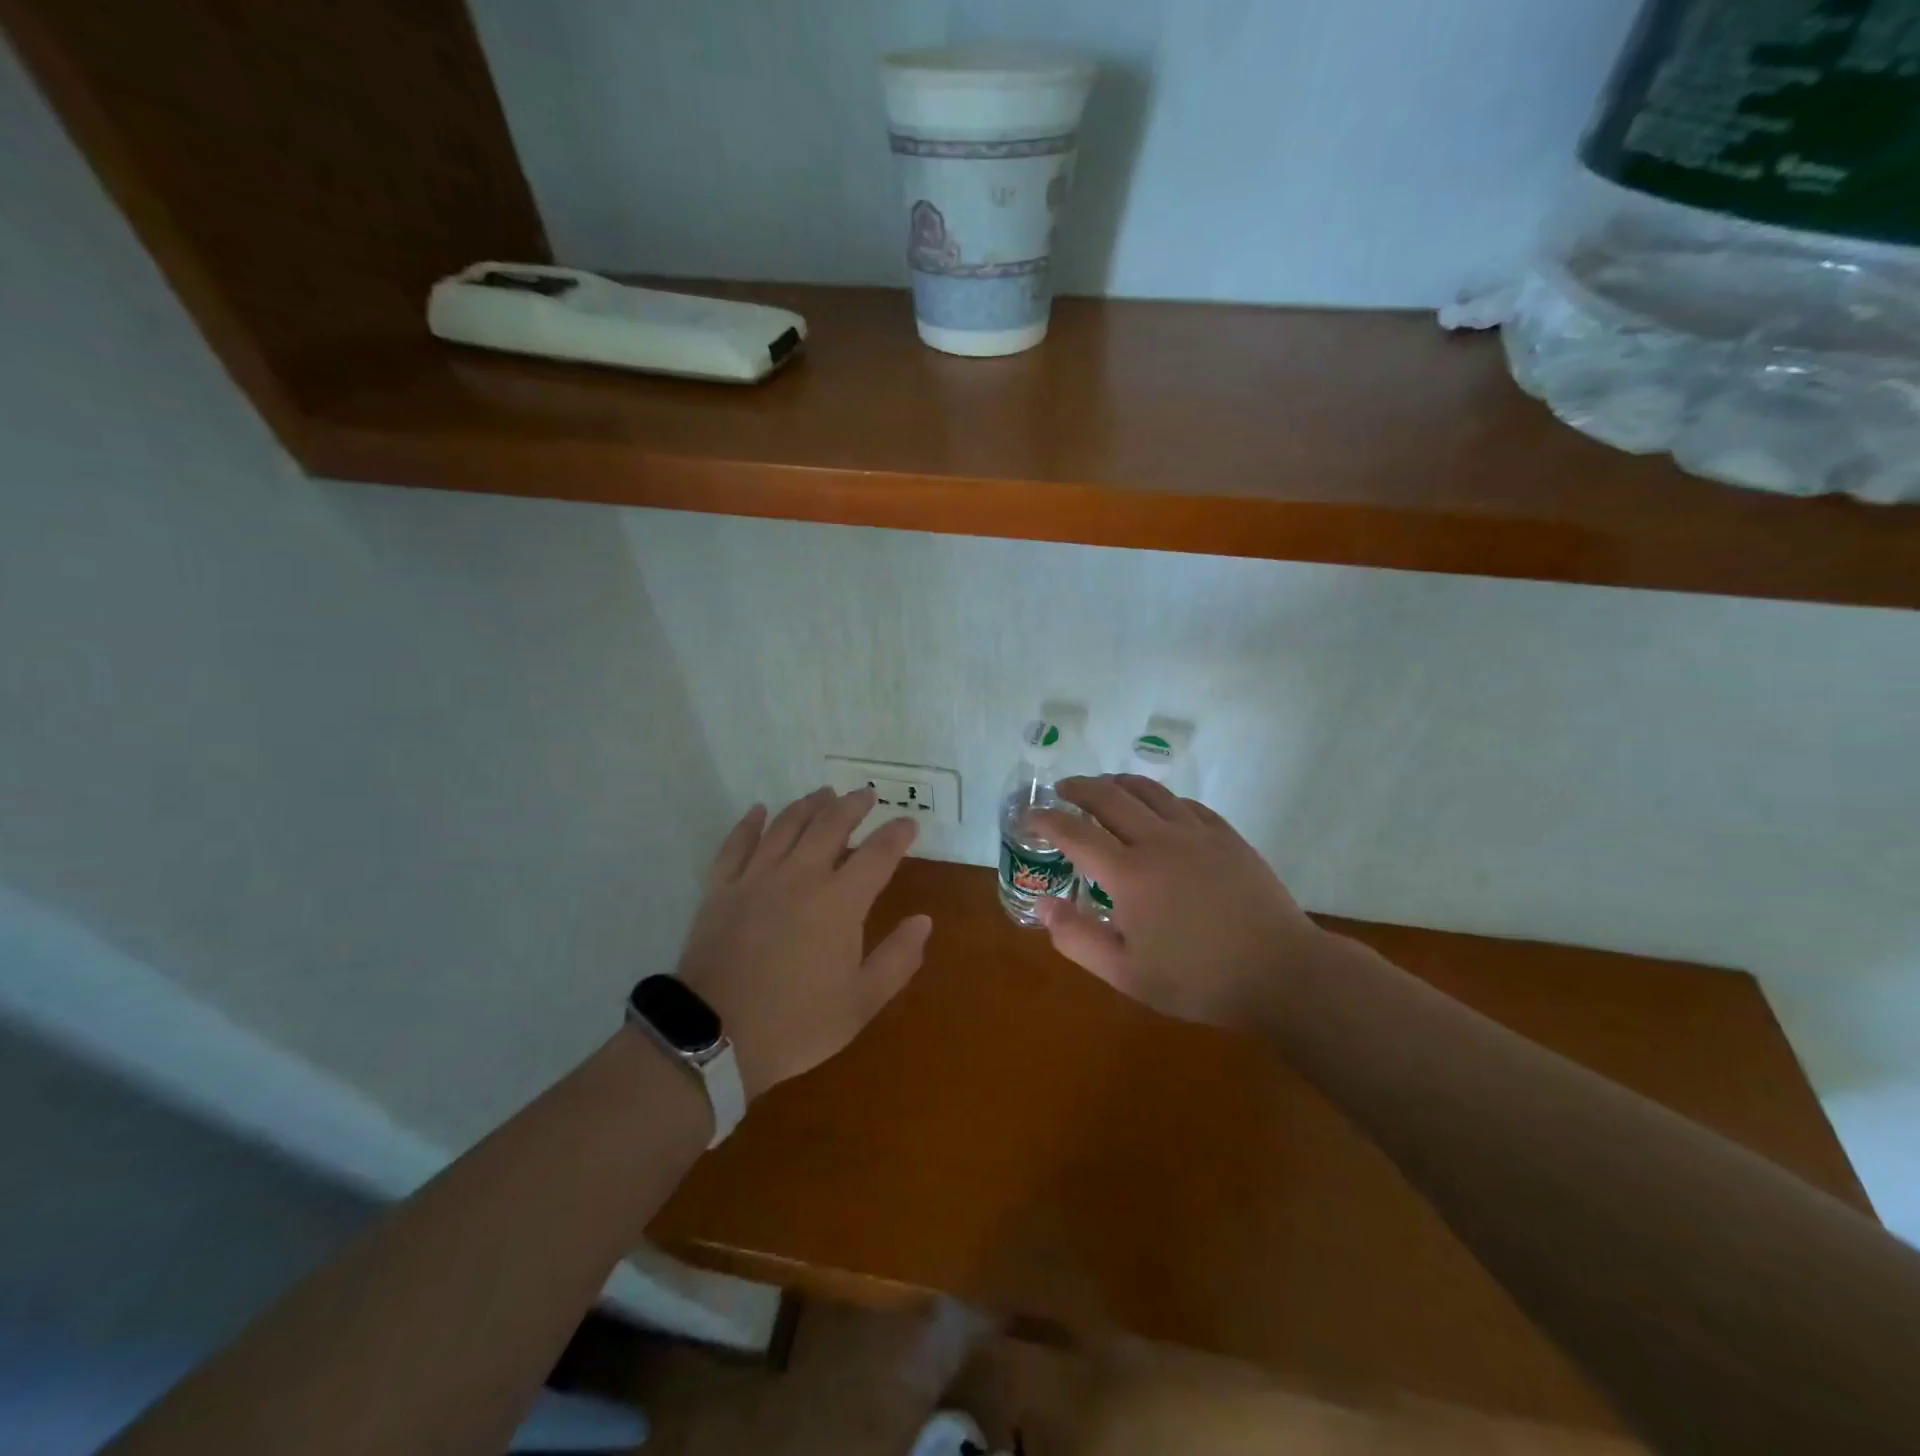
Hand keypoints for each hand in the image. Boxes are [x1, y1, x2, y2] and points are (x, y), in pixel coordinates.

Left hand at [674, 788, 931, 1100]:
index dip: (897, 834)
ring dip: (809, 805)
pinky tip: (759, 810)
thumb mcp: (861, 1002)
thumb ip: (898, 958)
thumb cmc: (797, 1023)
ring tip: (824, 793)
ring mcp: (757, 877)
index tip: (909, 822)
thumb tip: (924, 920)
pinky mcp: (721, 888)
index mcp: (840, 901)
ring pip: (787, 825)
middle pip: (831, 825)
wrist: (715, 1036)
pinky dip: (749, 824)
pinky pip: (736, 844)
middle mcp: (801, 875)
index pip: (878, 854)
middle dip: (853, 806)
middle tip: (866, 794)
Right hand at [1028, 776, 1325, 1029]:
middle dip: (1079, 788)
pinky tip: (1160, 809)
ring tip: (1105, 786)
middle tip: (1063, 790)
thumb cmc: (1198, 978)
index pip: (1075, 833)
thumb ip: (1078, 939)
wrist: (1280, 972)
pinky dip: (1161, 799)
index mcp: (1128, 873)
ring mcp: (1196, 833)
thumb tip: (1045, 905)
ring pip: (1150, 791)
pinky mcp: (1226, 836)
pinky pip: (1186, 804)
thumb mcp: (1126, 974)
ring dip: (1119, 783)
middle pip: (1109, 797)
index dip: (1047, 821)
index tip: (1031, 816)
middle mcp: (1158, 840)